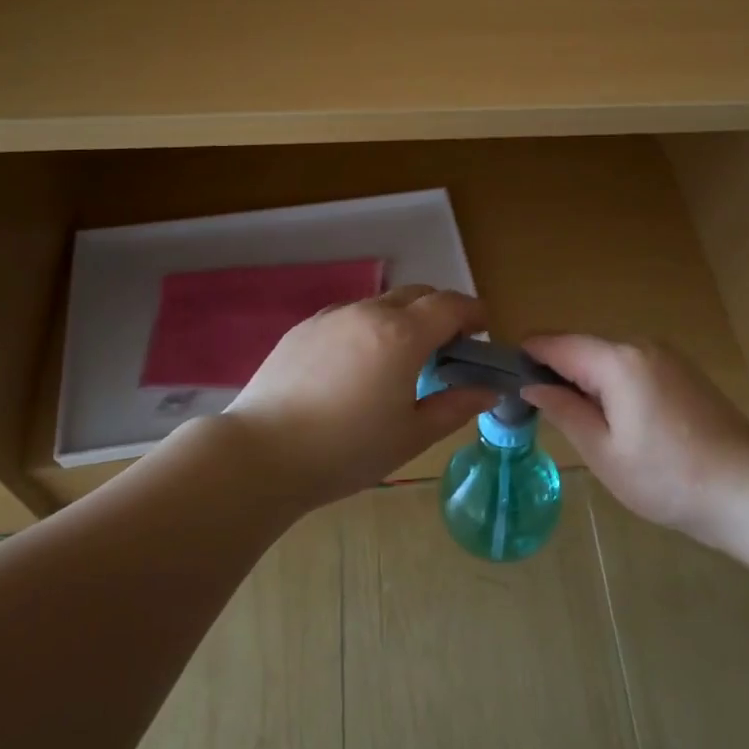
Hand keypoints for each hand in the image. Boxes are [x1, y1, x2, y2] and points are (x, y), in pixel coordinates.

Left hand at [224, 286, 494, 508]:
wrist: (261, 454)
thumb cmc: (346, 450)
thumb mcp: (412, 435)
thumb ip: (455, 406)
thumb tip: (487, 390)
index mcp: (403, 335)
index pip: (451, 305)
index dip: (474, 313)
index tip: (482, 333)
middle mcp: (368, 313)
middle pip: (417, 294)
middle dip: (441, 312)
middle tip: (446, 350)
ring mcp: (331, 317)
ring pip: (380, 304)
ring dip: (403, 320)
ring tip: (399, 361)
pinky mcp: (303, 329)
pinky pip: (349, 317)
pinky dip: (368, 329)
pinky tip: (357, 367)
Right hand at [522, 335, 748, 535]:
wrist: (747, 491)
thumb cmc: (666, 478)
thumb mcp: (602, 451)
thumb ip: (564, 410)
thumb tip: (532, 384)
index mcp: (618, 360)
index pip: (558, 344)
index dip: (528, 355)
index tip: (504, 374)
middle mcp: (643, 345)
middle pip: (584, 349)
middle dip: (558, 371)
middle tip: (538, 409)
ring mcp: (669, 357)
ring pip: (610, 359)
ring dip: (587, 380)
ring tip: (576, 421)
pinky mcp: (685, 373)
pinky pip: (635, 368)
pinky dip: (615, 385)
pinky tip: (618, 421)